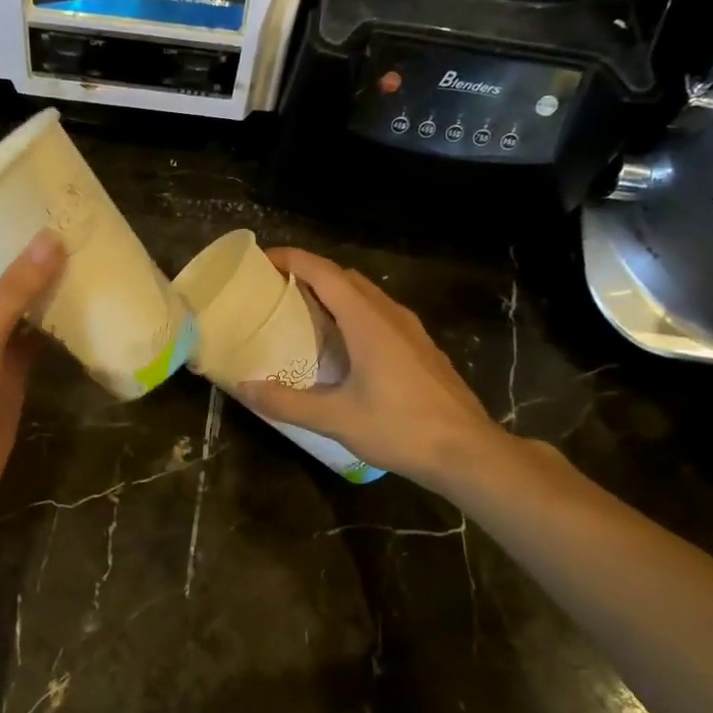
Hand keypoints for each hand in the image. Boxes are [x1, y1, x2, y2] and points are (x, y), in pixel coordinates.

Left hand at [0, 231, 65, 520]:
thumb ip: (16, 288)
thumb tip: (50, 238)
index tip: (35, 203)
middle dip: (31, 257)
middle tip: (74, 227)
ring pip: (21, 308)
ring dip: (47, 290)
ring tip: (87, 257)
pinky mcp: (12, 372)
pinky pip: (35, 339)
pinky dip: (56, 326)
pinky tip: (86, 308)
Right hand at [234, 247, 509, 488]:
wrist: (468, 452)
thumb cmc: (401, 429)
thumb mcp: (336, 419)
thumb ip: (287, 401)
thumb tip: (243, 387)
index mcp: (367, 321)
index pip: (324, 272)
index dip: (292, 259)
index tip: (263, 259)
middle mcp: (390, 315)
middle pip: (345, 277)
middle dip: (310, 273)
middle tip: (276, 288)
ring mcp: (411, 330)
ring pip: (366, 295)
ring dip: (333, 292)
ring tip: (303, 311)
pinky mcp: (421, 348)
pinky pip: (380, 314)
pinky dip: (353, 312)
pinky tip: (343, 344)